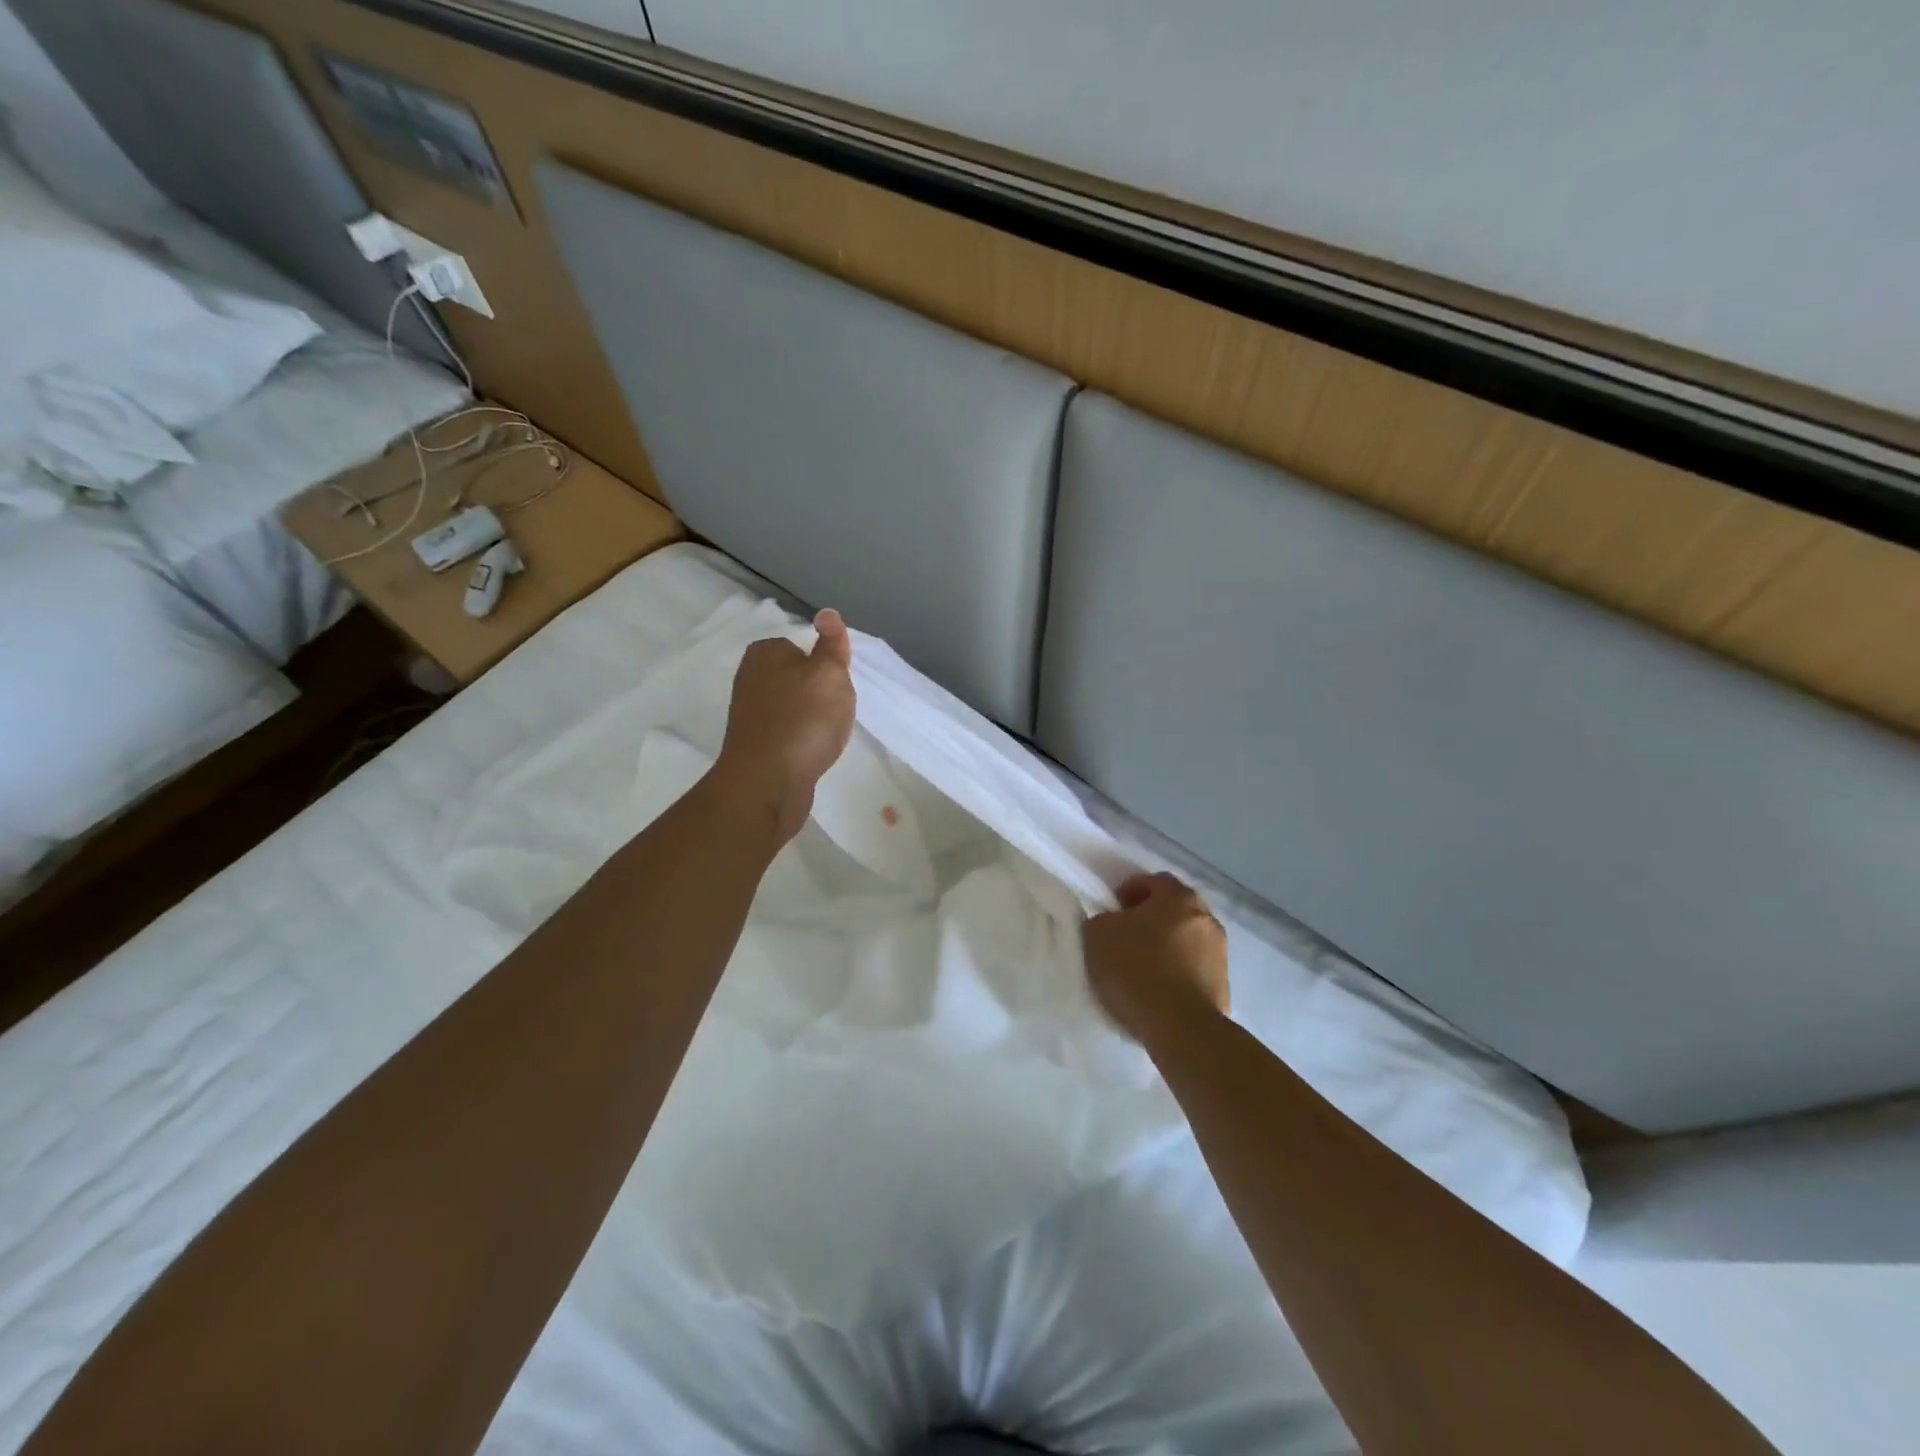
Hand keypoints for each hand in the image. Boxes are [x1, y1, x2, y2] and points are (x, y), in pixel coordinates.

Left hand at [713, 609, 857, 841]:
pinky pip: (789, 733)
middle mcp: (750, 678)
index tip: (836, 686)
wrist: (768, 782)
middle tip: (834, 712)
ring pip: (795, 707)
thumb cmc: (803, 719)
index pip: (802, 647)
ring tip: (823, 736)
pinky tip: (811, 753)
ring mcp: (750, 713)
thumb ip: (832, 643)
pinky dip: (803, 741)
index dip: (825, 666)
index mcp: (764, 653)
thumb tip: (826, 612)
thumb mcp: (829, 673)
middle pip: (800, 678)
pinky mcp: (755, 744)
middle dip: (820, 694)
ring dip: (813, 720)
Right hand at [1083, 872, 1230, 1041]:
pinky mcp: (1224, 984)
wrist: (1180, 1027)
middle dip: (1152, 917)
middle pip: (1175, 908)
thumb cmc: (1136, 969)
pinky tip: (1160, 988)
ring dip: (1168, 944)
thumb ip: (1104, 919)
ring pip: (1187, 938)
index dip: (1131, 890)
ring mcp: (1220, 952)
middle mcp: (1206, 918)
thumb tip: (1113, 922)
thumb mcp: (1098, 935)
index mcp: (1178, 898)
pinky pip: (1195, 967)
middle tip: (1127, 934)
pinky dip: (1179, 971)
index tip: (1114, 909)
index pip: (1155, 881)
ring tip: (1143, 965)